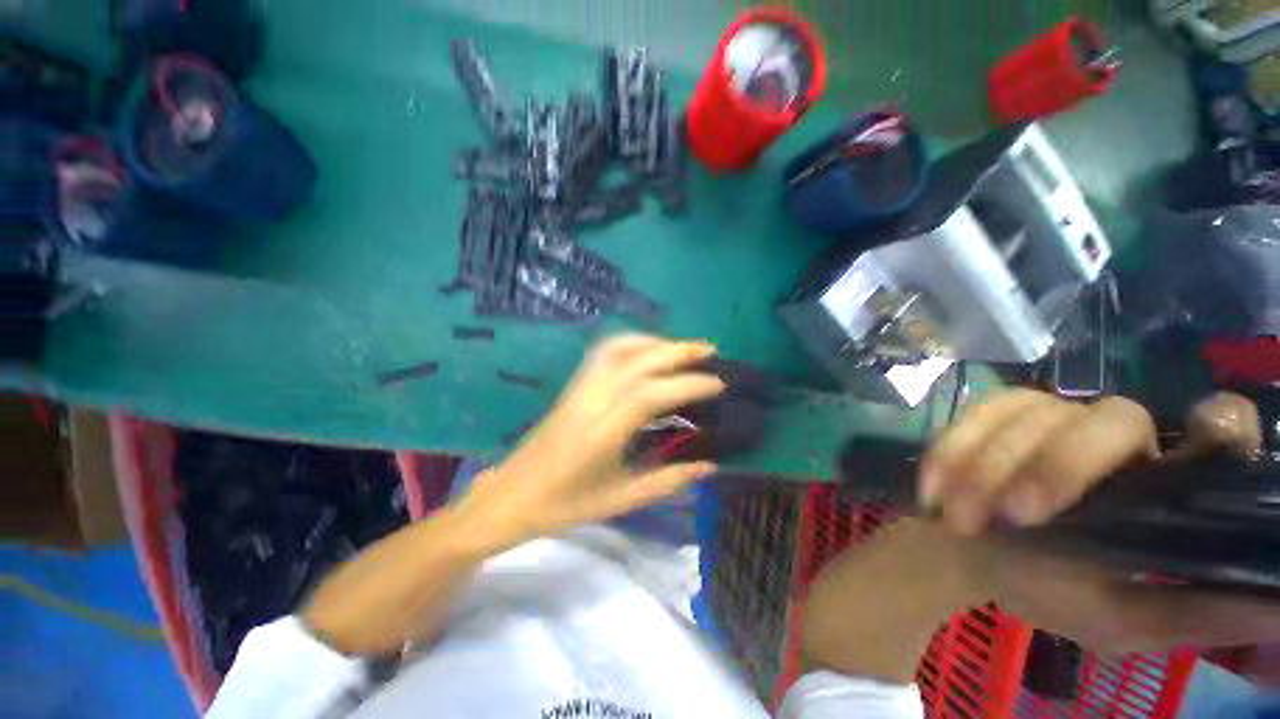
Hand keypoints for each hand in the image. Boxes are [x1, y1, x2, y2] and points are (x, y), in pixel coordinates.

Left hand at [457, 334, 724, 550]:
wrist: (512, 498)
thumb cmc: (564, 506)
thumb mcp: (619, 501)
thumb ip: (666, 481)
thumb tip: (709, 466)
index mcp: (602, 432)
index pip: (651, 394)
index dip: (688, 385)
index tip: (719, 384)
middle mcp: (590, 402)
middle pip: (636, 361)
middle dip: (676, 351)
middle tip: (712, 351)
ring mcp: (576, 392)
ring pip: (616, 350)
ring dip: (653, 343)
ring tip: (683, 349)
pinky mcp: (569, 391)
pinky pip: (601, 356)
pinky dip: (630, 346)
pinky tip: (647, 356)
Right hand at [802, 390, 1273, 682]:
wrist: (982, 565)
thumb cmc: (1058, 593)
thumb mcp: (1116, 620)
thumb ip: (1167, 613)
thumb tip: (1224, 600)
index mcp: (1159, 490)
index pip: (1220, 438)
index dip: (1226, 427)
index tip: (1204, 427)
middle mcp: (1125, 442)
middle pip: (1116, 421)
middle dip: (1066, 463)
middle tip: (1020, 514)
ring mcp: (1067, 418)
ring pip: (1043, 415)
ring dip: (995, 468)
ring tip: (961, 522)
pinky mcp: (1014, 410)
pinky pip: (990, 410)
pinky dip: (960, 450)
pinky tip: (937, 492)